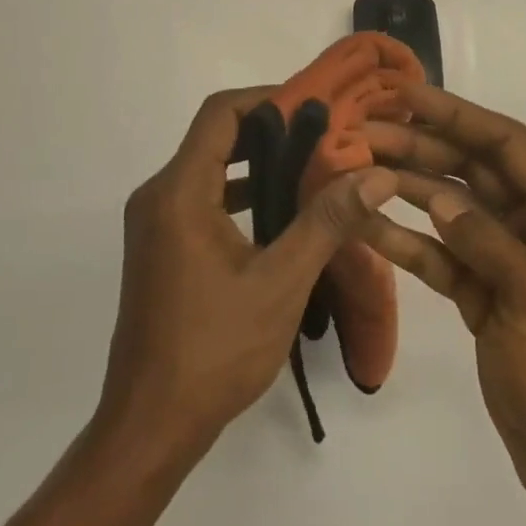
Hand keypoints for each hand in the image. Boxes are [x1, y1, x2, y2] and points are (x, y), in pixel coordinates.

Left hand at [98, 88, 395, 461]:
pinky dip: (239, 192)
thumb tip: (376, 175)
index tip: (314, 106)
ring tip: (311, 166)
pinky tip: (280, 211)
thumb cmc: (214, 351)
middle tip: (323, 134)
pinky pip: (202, 197)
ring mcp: (155, 222)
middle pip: (215, 137)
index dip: (268, 99)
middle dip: (269, 130)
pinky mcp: (161, 246)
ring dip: (256, 162)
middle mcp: (159, 195)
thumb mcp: (281, 283)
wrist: (149, 426)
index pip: (221, 114)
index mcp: (179, 192)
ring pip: (209, 168)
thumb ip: (327, 222)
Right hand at [362, 84, 525, 525]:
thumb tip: (440, 197)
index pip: (509, 146)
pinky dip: (407, 240)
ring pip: (452, 209)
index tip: (407, 95)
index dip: (458, 114)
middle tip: (364, 132)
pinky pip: (442, 255)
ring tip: (356, 167)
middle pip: (474, 171)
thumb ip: (486, 241)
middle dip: (421, 147)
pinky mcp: (485, 295)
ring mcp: (508, 262)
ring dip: (407, 188)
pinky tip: (366, 225)